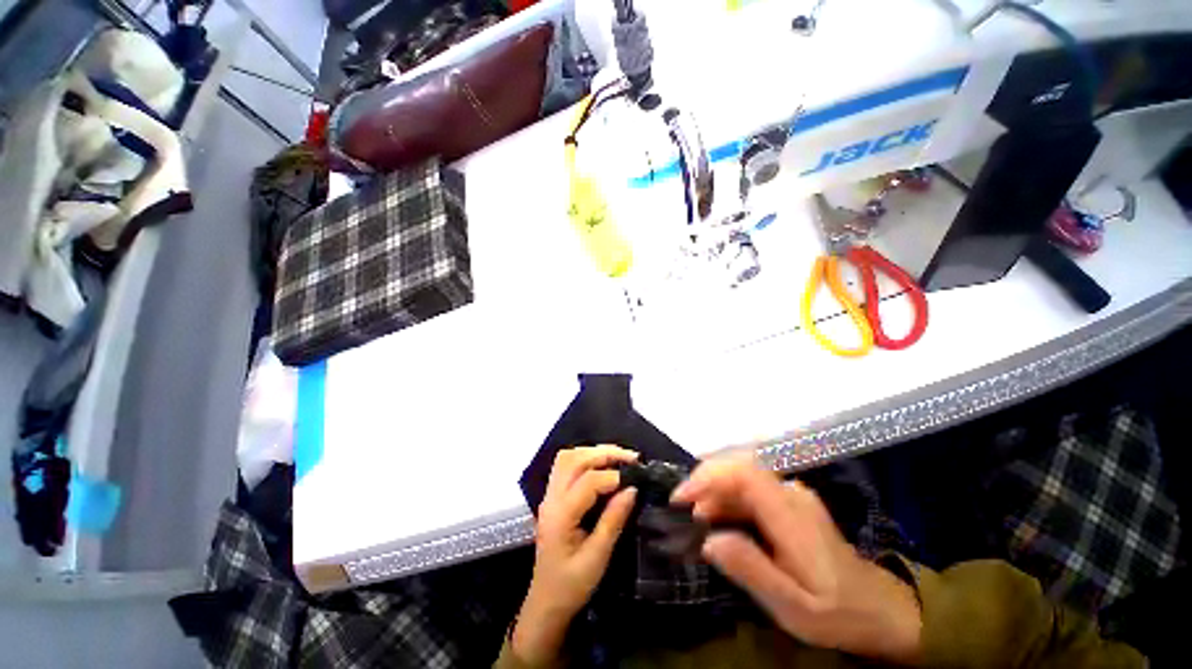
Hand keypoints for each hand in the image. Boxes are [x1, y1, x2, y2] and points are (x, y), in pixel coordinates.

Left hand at [512, 446, 638, 665]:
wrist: (545, 603)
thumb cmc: (571, 586)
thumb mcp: (597, 558)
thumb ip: (613, 520)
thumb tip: (632, 488)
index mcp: (560, 515)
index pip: (587, 482)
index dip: (613, 477)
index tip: (637, 479)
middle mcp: (551, 498)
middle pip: (574, 460)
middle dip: (604, 453)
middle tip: (631, 457)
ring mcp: (549, 495)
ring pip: (568, 458)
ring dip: (593, 452)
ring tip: (619, 457)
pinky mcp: (553, 496)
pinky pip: (565, 465)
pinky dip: (585, 458)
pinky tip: (602, 464)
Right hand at [672, 455, 921, 664]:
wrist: (879, 608)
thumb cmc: (837, 612)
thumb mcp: (793, 607)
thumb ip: (751, 570)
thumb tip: (709, 540)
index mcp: (792, 515)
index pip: (744, 474)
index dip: (709, 477)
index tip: (682, 498)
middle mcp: (790, 493)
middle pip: (738, 469)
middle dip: (705, 482)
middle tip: (682, 507)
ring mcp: (791, 494)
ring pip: (742, 477)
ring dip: (714, 491)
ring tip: (696, 518)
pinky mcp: (789, 501)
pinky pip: (750, 489)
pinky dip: (727, 498)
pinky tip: (718, 519)